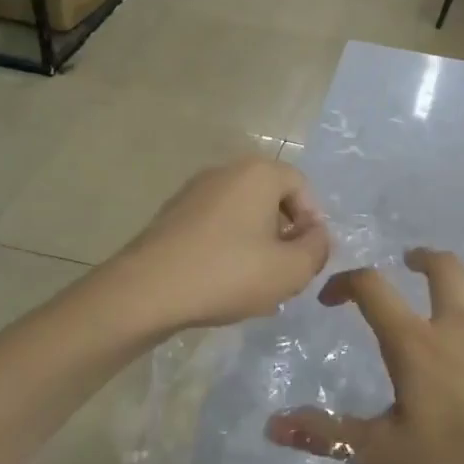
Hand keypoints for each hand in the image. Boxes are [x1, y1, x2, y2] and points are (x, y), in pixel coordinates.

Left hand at [112, 158, 329, 331]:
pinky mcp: (171, 215)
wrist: (145, 291)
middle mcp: (225, 171)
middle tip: (285, 271)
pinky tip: (223, 282)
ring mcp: (193, 192)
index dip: (313, 221)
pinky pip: (215, 226)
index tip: (308, 256)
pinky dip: (227, 247)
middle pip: (270, 198)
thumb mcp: (290, 270)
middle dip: (284, 234)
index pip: (301, 185)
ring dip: (256, 244)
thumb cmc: (227, 274)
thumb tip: (316, 235)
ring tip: (255, 283)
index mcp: (258, 173)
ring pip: (242, 214)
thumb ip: (317, 248)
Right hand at [264, 250, 463, 463]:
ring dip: (458, 284)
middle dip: (419, 258)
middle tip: (407, 264)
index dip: (346, 283)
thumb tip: (273, 424)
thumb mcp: (385, 455)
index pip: (372, 289)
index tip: (332, 298)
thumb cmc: (461, 460)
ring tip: (450, 299)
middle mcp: (456, 323)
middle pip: (439, 266)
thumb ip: (329, 435)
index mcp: (416, 342)